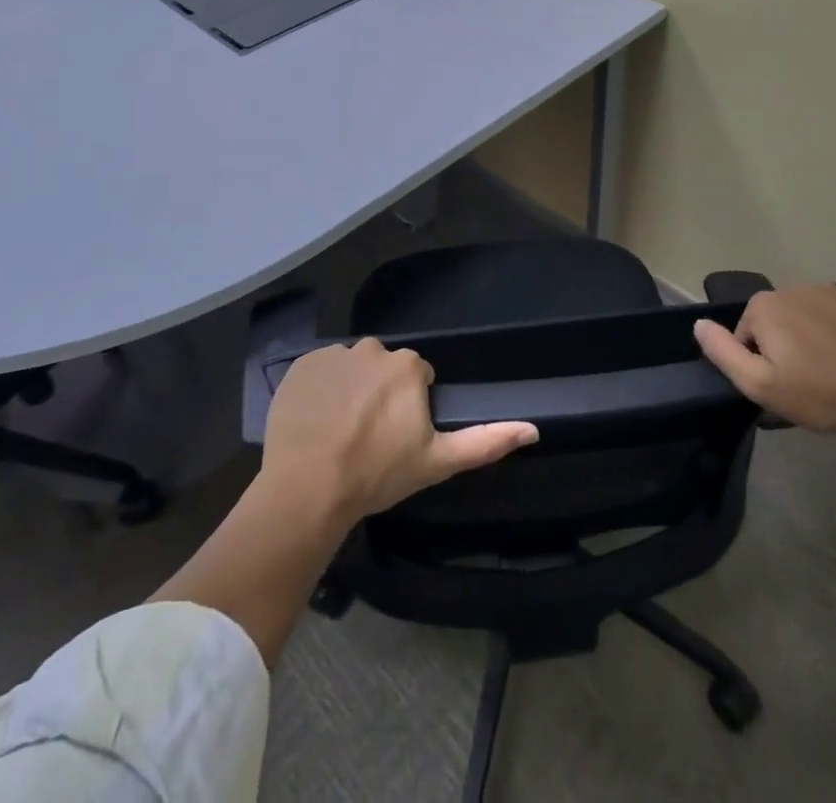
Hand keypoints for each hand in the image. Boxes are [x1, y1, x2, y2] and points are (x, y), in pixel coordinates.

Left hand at [262, 337, 538, 523]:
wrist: (308, 486)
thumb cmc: (377, 473)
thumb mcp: (437, 462)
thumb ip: (486, 441)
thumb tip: (534, 429)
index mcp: (407, 366)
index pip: (416, 378)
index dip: (409, 408)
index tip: (397, 437)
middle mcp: (372, 349)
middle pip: (383, 369)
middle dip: (380, 395)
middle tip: (368, 437)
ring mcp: (333, 355)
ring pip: (351, 369)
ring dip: (350, 390)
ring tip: (339, 432)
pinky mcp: (301, 365)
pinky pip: (319, 372)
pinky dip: (320, 390)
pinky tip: (316, 422)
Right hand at [693, 283, 835, 434]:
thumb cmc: (819, 394)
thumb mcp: (760, 385)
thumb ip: (722, 352)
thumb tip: (698, 324)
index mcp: (764, 307)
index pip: (745, 334)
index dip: (759, 362)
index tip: (782, 383)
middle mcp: (790, 287)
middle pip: (773, 320)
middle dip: (782, 345)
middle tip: (805, 379)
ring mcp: (826, 288)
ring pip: (802, 313)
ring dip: (807, 334)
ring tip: (829, 367)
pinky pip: (831, 309)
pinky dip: (834, 326)